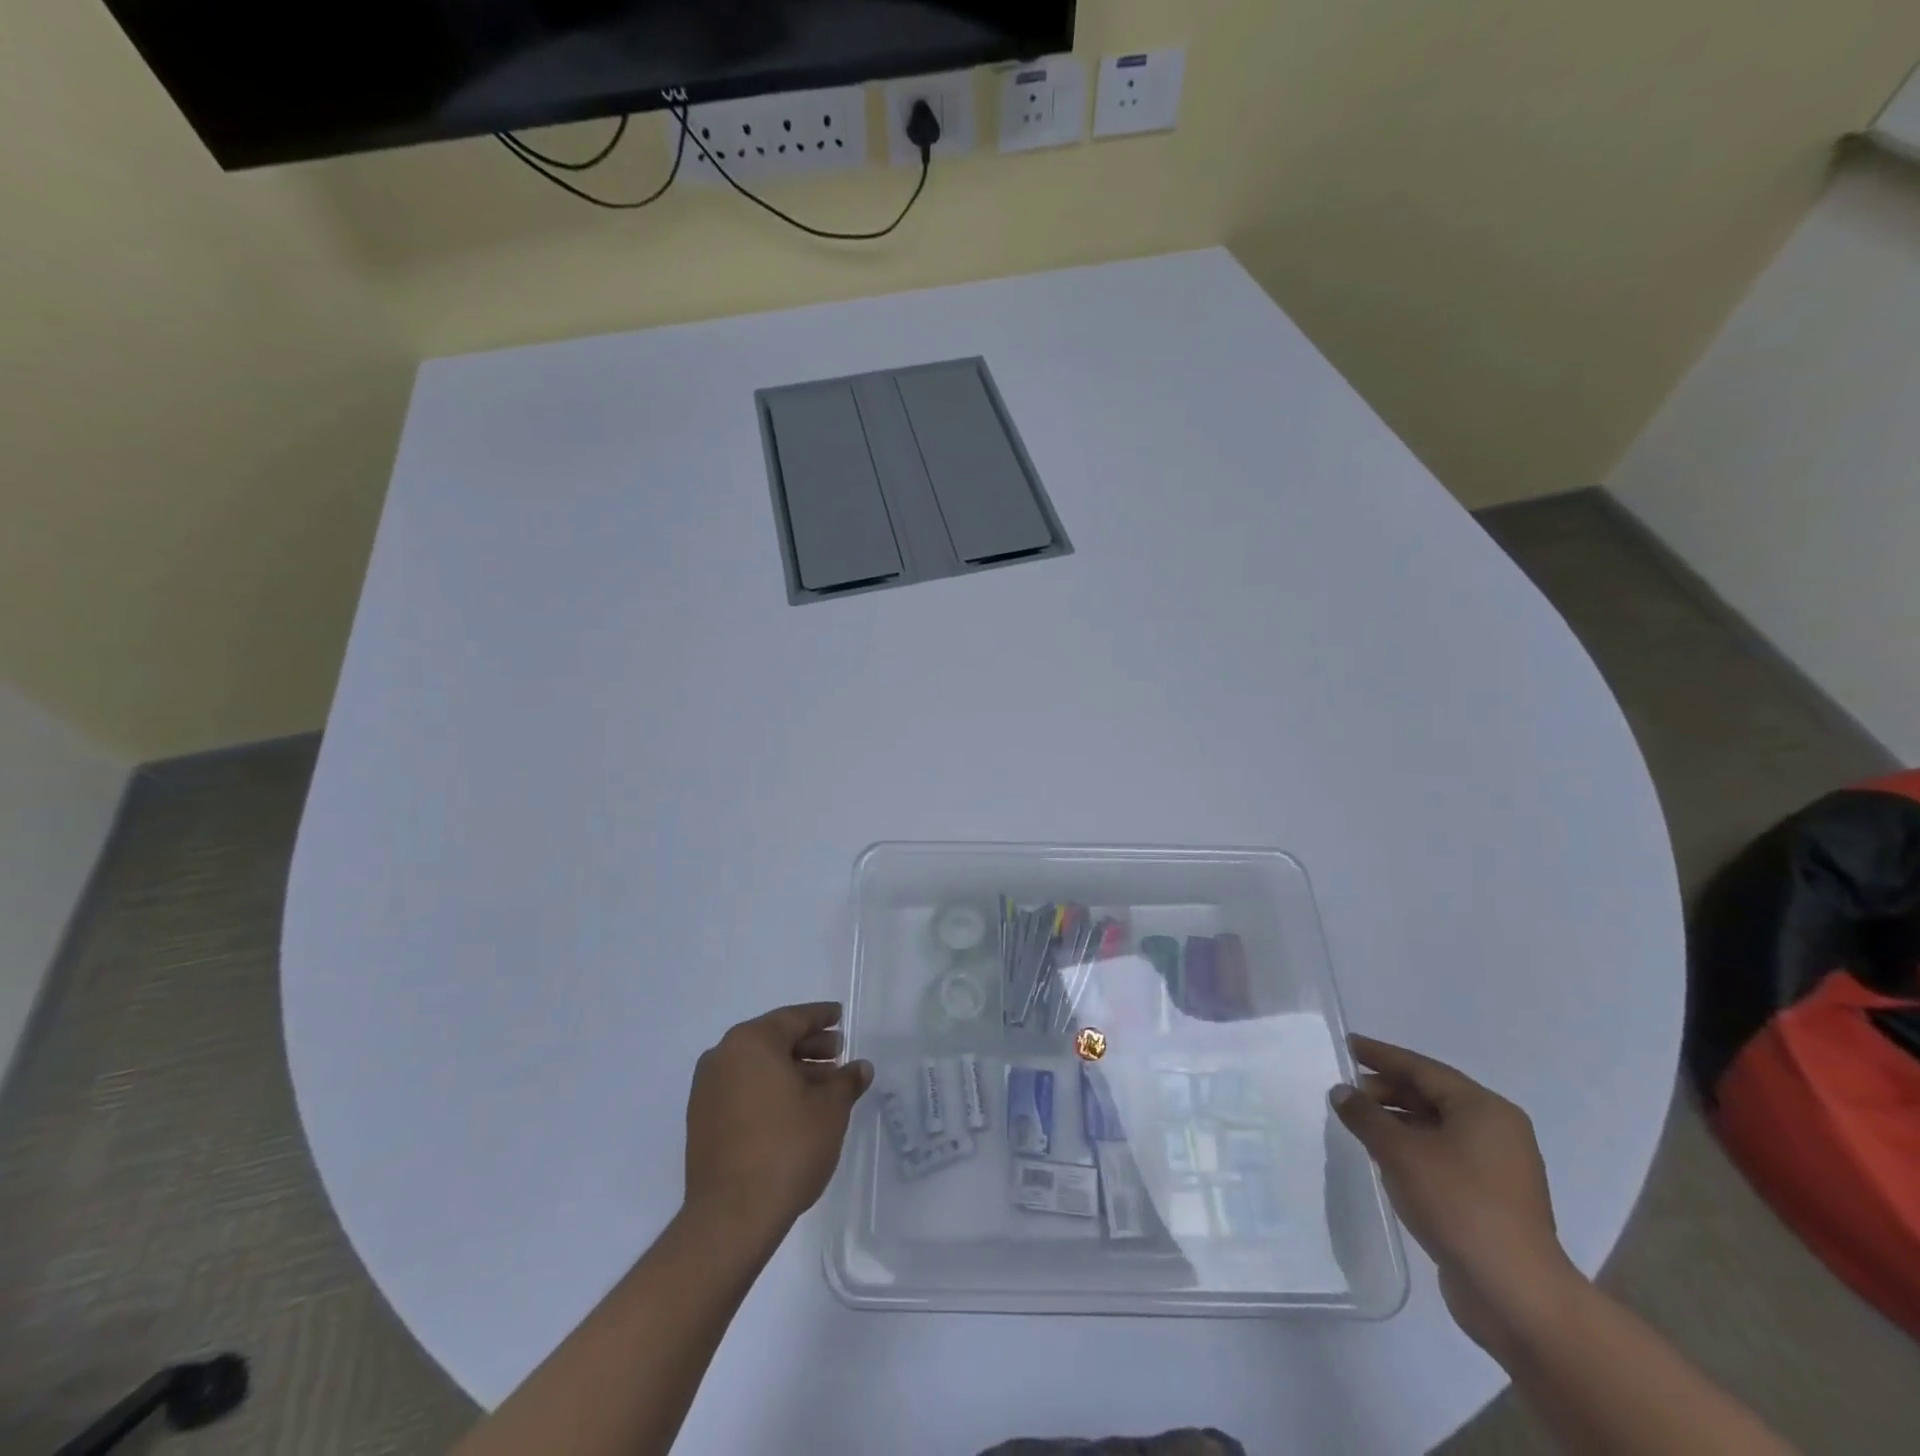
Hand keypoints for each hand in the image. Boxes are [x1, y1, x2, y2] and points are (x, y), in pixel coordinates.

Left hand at [684, 1002, 872, 1243]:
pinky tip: (795, 1108)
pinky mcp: (702, 1122)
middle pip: (773, 1041)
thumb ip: (847, 1081)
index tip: (839, 1015)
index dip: (821, 1017)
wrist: (731, 1216)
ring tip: (823, 1085)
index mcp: (751, 1042)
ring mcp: (707, 1091)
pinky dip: (769, 1091)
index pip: (793, 1019)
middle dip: (808, 1046)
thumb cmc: (787, 1147)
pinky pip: (743, 1090)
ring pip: (757, 1068)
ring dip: (790, 1071)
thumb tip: (860, 1068)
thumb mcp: (830, 1109)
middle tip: (838, 1053)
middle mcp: (723, 1057)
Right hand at [1332, 1034, 1578, 1349]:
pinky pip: (1444, 1155)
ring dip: (1397, 1121)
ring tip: (1358, 1123)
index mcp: (1484, 1109)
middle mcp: (1497, 1131)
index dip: (1381, 1055)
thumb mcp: (1400, 1152)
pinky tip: (1385, 1157)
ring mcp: (1499, 1168)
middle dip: (1386, 1090)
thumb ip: (1365, 1115)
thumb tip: (1341, 1091)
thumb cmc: (1458, 1205)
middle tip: (1346, 1091)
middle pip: (1431, 1096)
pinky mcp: (1492, 1199)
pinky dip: (1412, 1148)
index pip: (1422, 1068)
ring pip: (1437, 1127)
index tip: (1347, 1045)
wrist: (1515, 1295)